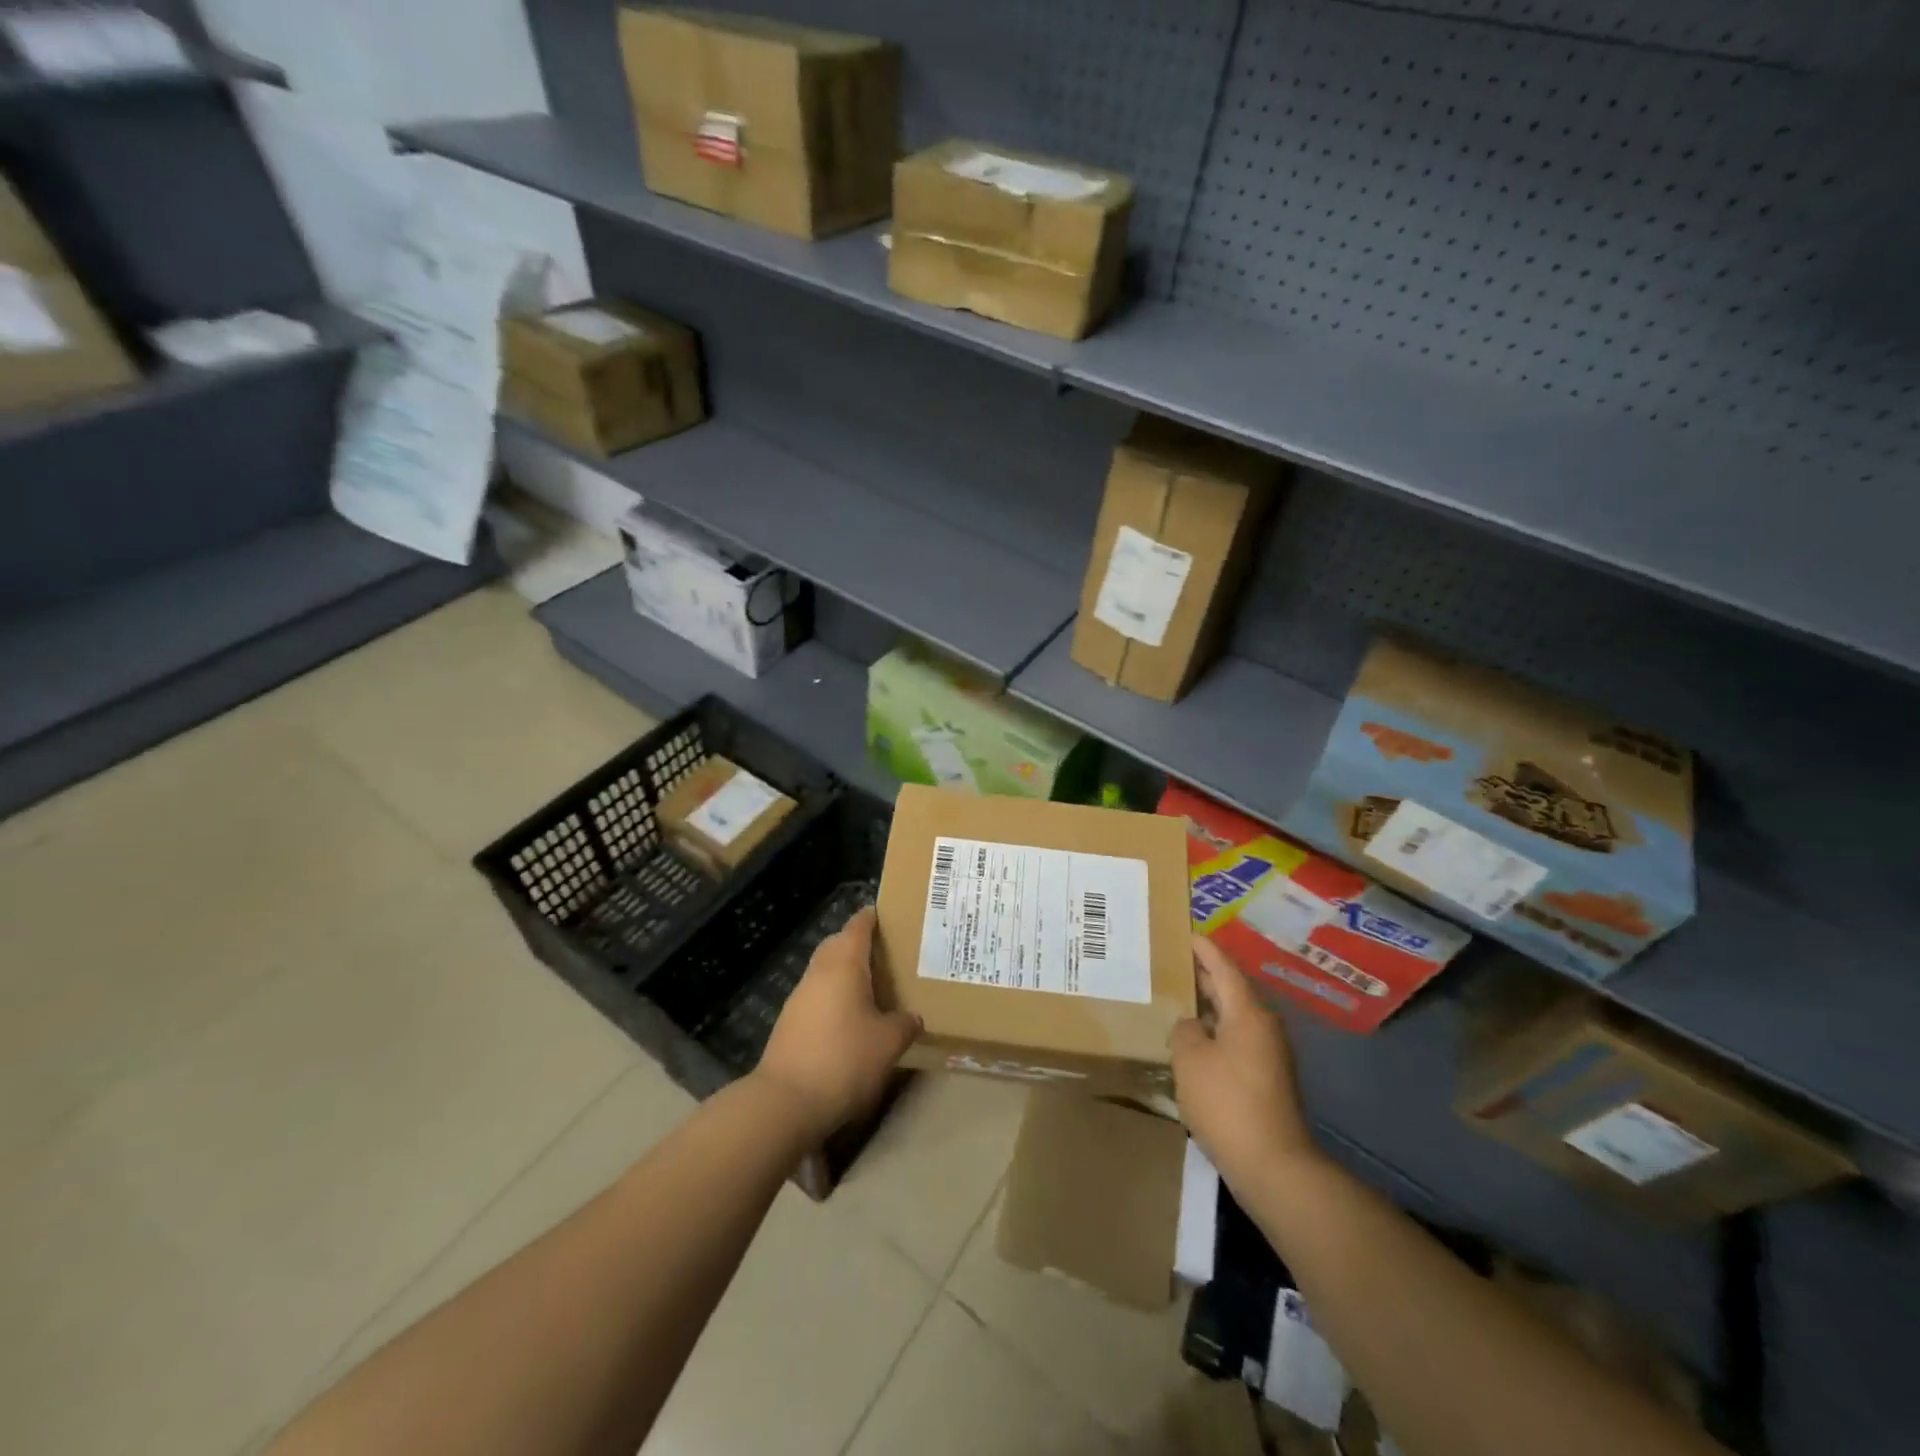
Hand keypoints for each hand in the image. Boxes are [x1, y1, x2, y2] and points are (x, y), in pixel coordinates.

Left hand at [757, 906, 920, 1140]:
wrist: (785, 1102)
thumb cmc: (844, 1059)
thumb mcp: (888, 1043)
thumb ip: (905, 1024)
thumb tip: (912, 1017)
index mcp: (844, 964)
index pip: (858, 926)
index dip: (874, 918)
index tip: (891, 916)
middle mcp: (818, 972)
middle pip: (838, 945)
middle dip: (860, 944)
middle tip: (889, 955)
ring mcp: (799, 998)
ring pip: (826, 972)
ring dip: (847, 974)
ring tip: (876, 989)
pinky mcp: (790, 1023)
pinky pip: (818, 996)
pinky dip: (835, 998)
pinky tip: (852, 1020)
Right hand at [1171, 937, 1319, 1188]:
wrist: (1273, 1166)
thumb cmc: (1227, 1102)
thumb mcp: (1190, 1057)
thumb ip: (1184, 1029)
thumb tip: (1193, 1025)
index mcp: (1247, 1012)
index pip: (1222, 966)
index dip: (1202, 947)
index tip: (1183, 931)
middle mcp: (1263, 1025)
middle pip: (1229, 989)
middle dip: (1201, 975)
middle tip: (1169, 962)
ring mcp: (1268, 1053)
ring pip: (1232, 1016)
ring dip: (1206, 1006)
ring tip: (1174, 999)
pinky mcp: (1266, 1078)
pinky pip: (1235, 1039)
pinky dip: (1213, 1032)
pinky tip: (1191, 1042)